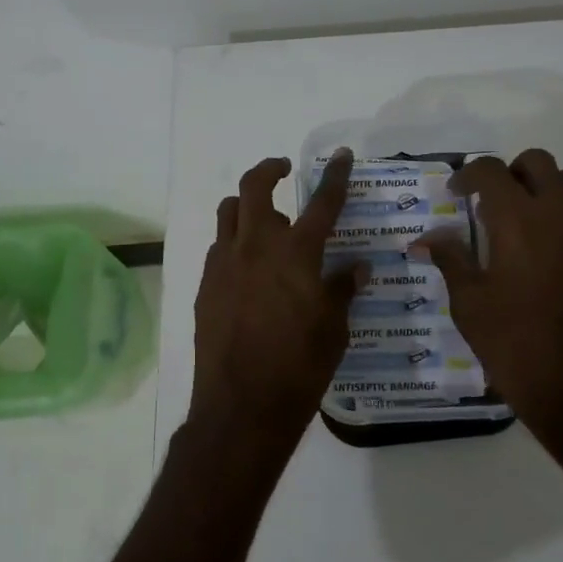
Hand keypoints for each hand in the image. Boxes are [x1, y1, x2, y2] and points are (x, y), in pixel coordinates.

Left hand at [189, 151, 365, 455]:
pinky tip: (246, 266)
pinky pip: (218, 247)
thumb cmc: (300, 367)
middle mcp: (256, 246)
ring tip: (261, 217)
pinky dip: (233, 242)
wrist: (241, 406)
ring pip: (228, 212)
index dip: (334, 176)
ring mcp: (224, 263)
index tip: (340, 155)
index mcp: (296, 253)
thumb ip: (343, 290)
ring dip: (245, 204)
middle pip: (254, 187)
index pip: (322, 202)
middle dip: (269, 169)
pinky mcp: (205, 285)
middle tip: (283, 170)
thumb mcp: (334, 329)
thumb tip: (357, 267)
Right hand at [415, 149, 562, 437]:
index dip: (468, 175)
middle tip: (493, 204)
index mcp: (519, 220)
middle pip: (539, 163)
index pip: (491, 170)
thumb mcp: (468, 302)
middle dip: (511, 174)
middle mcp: (562, 214)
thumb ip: (450, 258)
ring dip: (544, 193)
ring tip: (525, 229)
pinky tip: (554, 263)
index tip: (456, 194)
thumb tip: (428, 238)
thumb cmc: (513, 343)